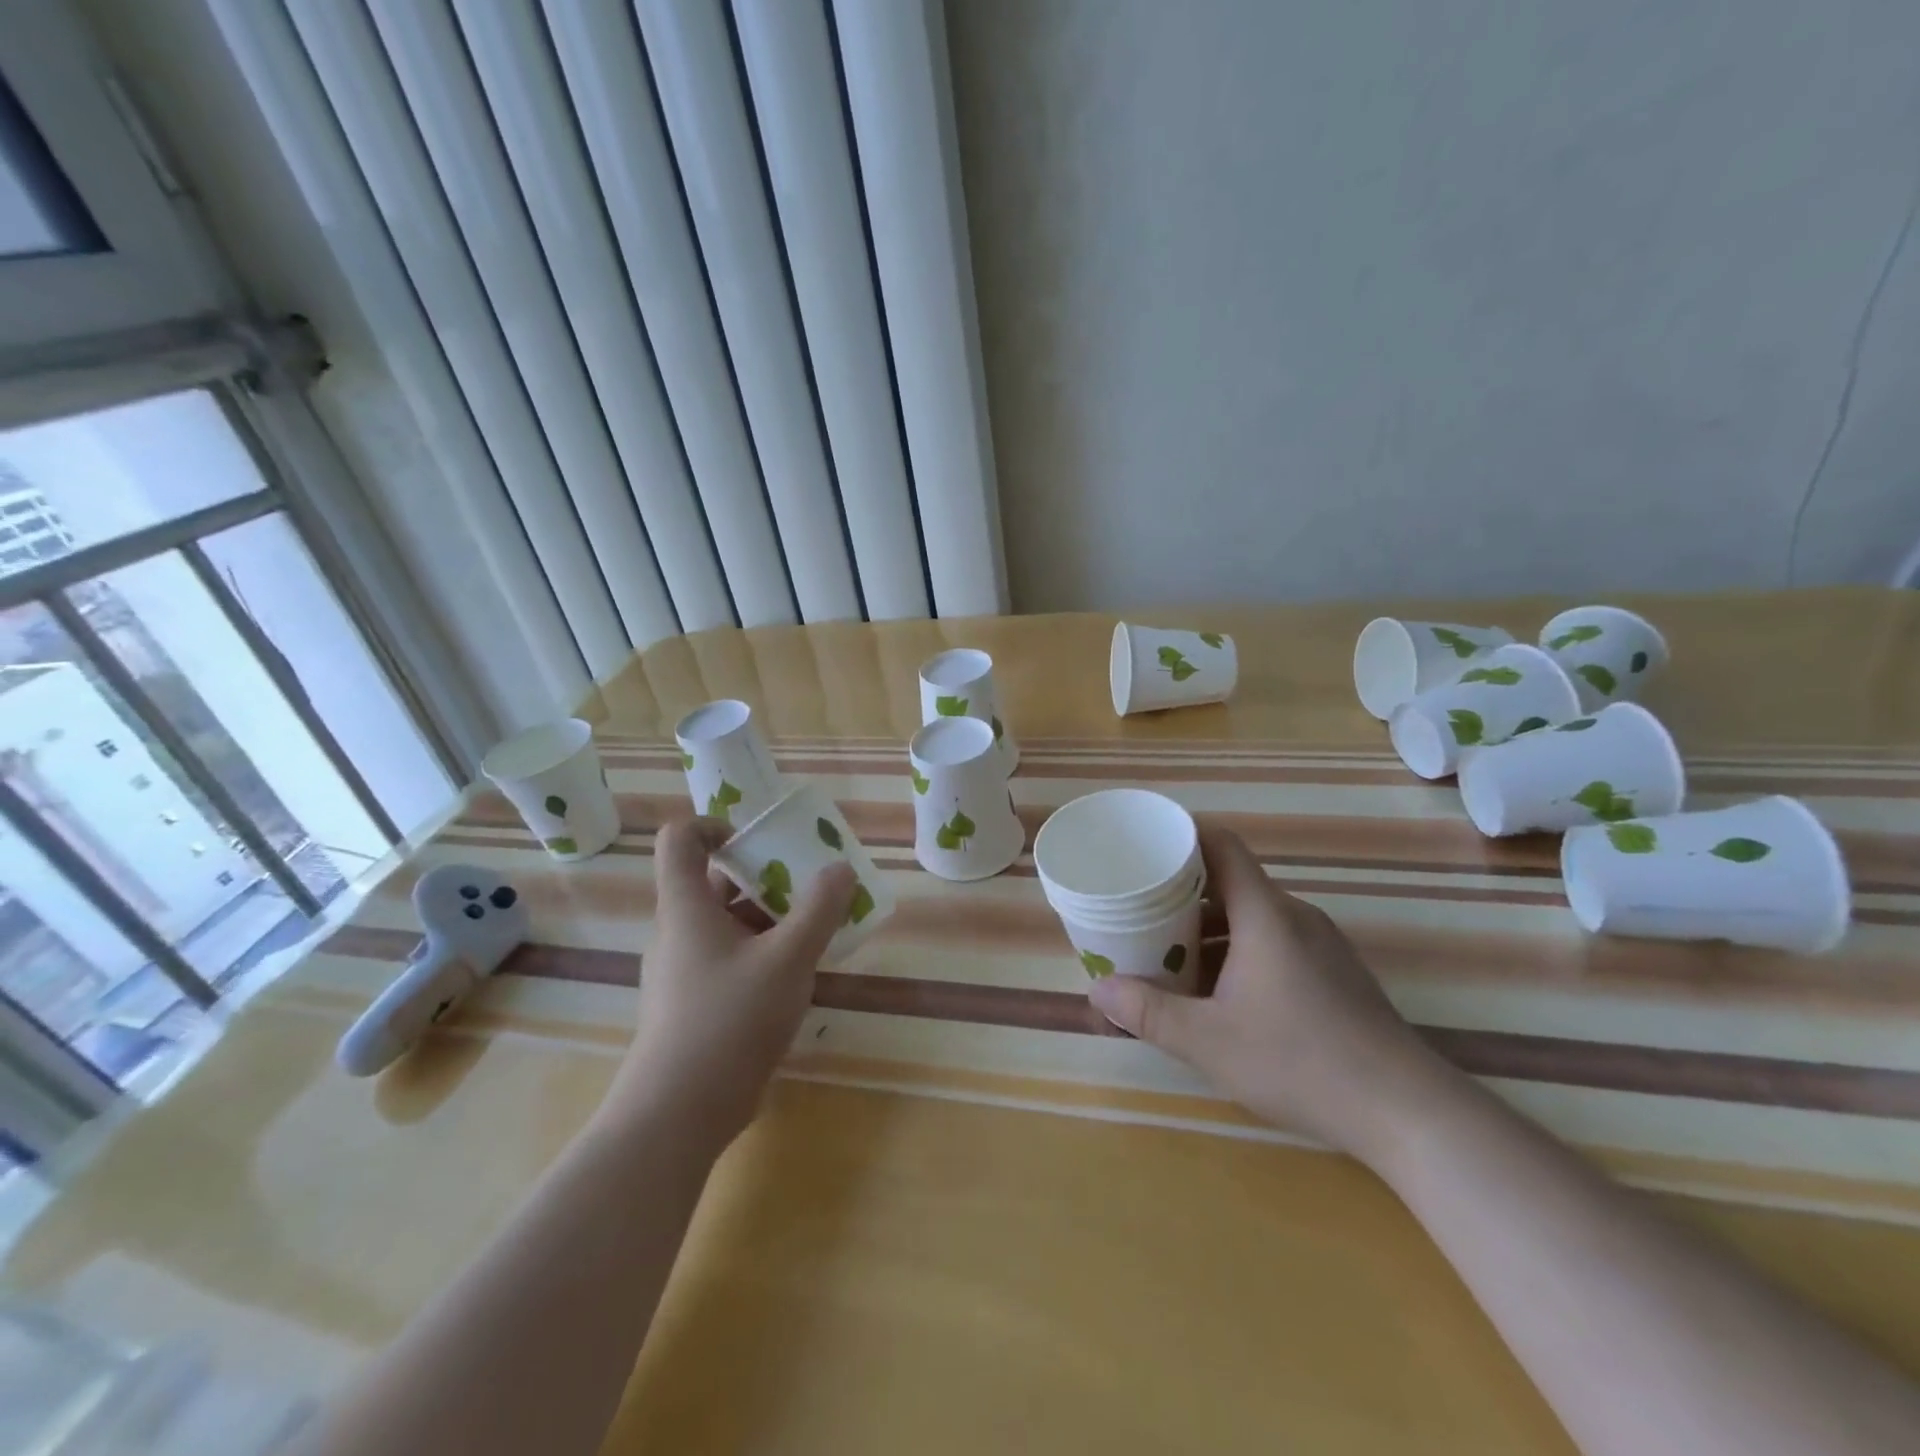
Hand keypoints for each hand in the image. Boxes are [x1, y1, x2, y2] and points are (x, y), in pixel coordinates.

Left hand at [600, 817, 854, 1153]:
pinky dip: (763, 953)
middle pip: (716, 882)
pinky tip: (798, 976)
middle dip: (766, 876)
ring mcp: (683, 970)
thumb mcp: (789, 958)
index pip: (681, 838)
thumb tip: (840, 869)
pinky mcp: (694, 1004)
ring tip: (818, 929)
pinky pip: (730, 958)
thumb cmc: (730, 1019)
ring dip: (771, 918)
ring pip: (728, 924)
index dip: (716, 826)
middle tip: (810, 885)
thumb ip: (820, 909)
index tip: (761, 841)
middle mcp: (678, 931)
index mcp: (686, 906)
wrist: (679, 1112)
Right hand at [1087, 828, 1454, 1160]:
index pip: (1221, 845)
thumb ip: (1149, 1013)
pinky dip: (1236, 950)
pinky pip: (1272, 941)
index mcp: (1265, 914)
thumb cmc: (1301, 1062)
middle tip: (1138, 909)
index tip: (1143, 846)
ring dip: (1208, 929)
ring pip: (1251, 917)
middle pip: (1231, 882)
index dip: (1181, 836)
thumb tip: (1098, 989)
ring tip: (1167, 954)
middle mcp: (1293, 916)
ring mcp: (1319, 945)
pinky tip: (1217, 992)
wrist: (1407, 1111)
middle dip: (1181, 892)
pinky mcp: (1333, 973)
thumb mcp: (1209, 1042)